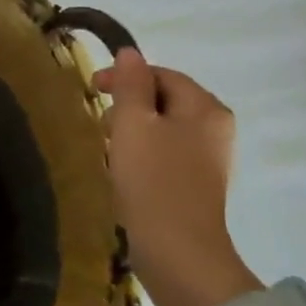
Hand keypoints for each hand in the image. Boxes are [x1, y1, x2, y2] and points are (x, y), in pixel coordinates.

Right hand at [95, 49, 258, 305]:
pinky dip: (142, 154)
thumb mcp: (132, 124)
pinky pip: (166, 154)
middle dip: (128, 106)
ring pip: (163, 129)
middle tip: (99, 124)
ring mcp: (209, 159)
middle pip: (164, 100)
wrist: (178, 252)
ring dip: (132, 132)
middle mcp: (216, 128)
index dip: (124, 77)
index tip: (90, 90)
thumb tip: (129, 53)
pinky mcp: (197, 185)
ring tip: (108, 150)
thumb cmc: (153, 181)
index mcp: (205, 107)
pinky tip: (124, 173)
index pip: (162, 74)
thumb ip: (129, 85)